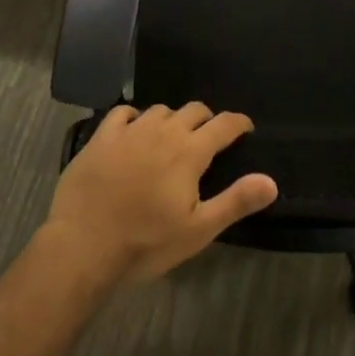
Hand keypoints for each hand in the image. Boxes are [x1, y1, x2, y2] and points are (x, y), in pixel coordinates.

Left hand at [42, 104, 278, 288]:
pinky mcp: (101, 138)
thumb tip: (272, 181)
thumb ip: (236, 201)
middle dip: (207, 119)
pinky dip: (135, 117)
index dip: (239, 124)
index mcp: (190, 151)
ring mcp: (129, 131)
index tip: (245, 129)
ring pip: (160, 110)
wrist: (83, 245)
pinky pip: (123, 113)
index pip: (223, 125)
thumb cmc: (146, 242)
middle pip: (193, 110)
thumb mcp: (198, 229)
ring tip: (172, 137)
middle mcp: (162, 131)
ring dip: (172, 119)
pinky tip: (134, 129)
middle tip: (209, 137)